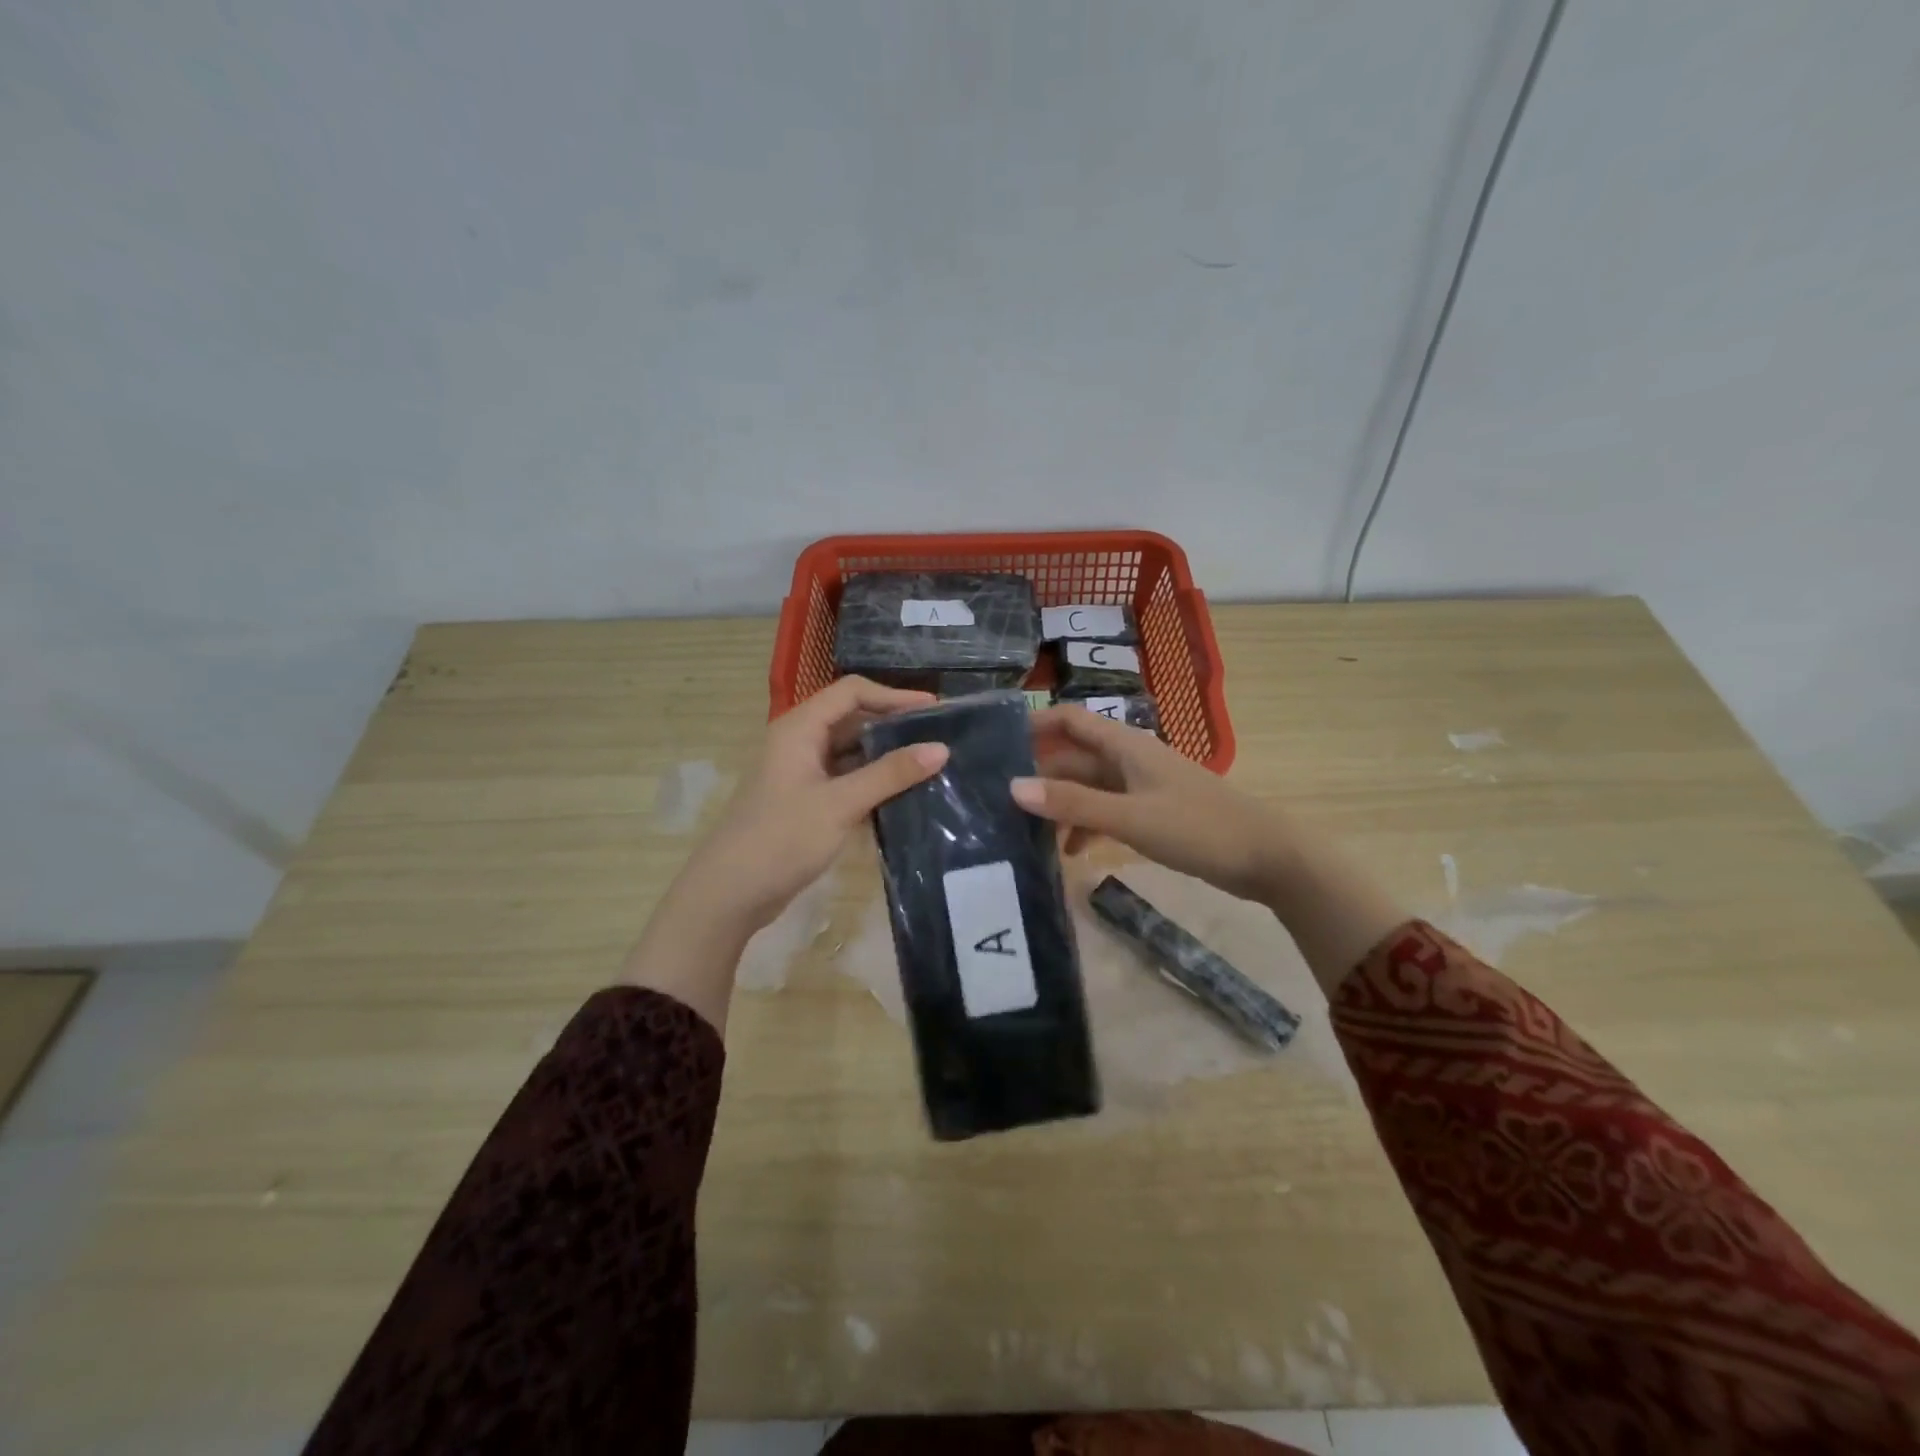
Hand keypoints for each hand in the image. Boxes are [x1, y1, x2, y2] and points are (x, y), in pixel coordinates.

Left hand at [676, 676, 948, 934]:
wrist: (730, 894)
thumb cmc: (782, 839)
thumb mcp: (840, 804)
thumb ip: (890, 774)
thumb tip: (941, 749)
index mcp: (800, 728)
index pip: (852, 693)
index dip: (894, 696)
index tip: (934, 710)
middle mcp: (800, 742)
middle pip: (853, 719)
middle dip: (894, 726)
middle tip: (938, 739)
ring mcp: (801, 773)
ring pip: (851, 752)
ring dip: (886, 757)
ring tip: (929, 766)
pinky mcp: (806, 801)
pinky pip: (846, 780)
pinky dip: (872, 783)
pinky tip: (903, 796)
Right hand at [1014, 705, 1406, 995]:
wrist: (1268, 858)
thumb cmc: (1198, 828)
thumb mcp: (1130, 817)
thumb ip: (1073, 804)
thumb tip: (1013, 787)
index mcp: (1126, 746)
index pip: (1070, 720)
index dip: (1034, 724)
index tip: (995, 742)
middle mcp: (1130, 759)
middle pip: (1074, 758)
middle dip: (1039, 774)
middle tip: (997, 798)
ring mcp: (1142, 787)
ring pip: (1089, 788)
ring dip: (1060, 805)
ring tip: (1024, 830)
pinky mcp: (1153, 813)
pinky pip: (1107, 811)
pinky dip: (1086, 825)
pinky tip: (1069, 852)